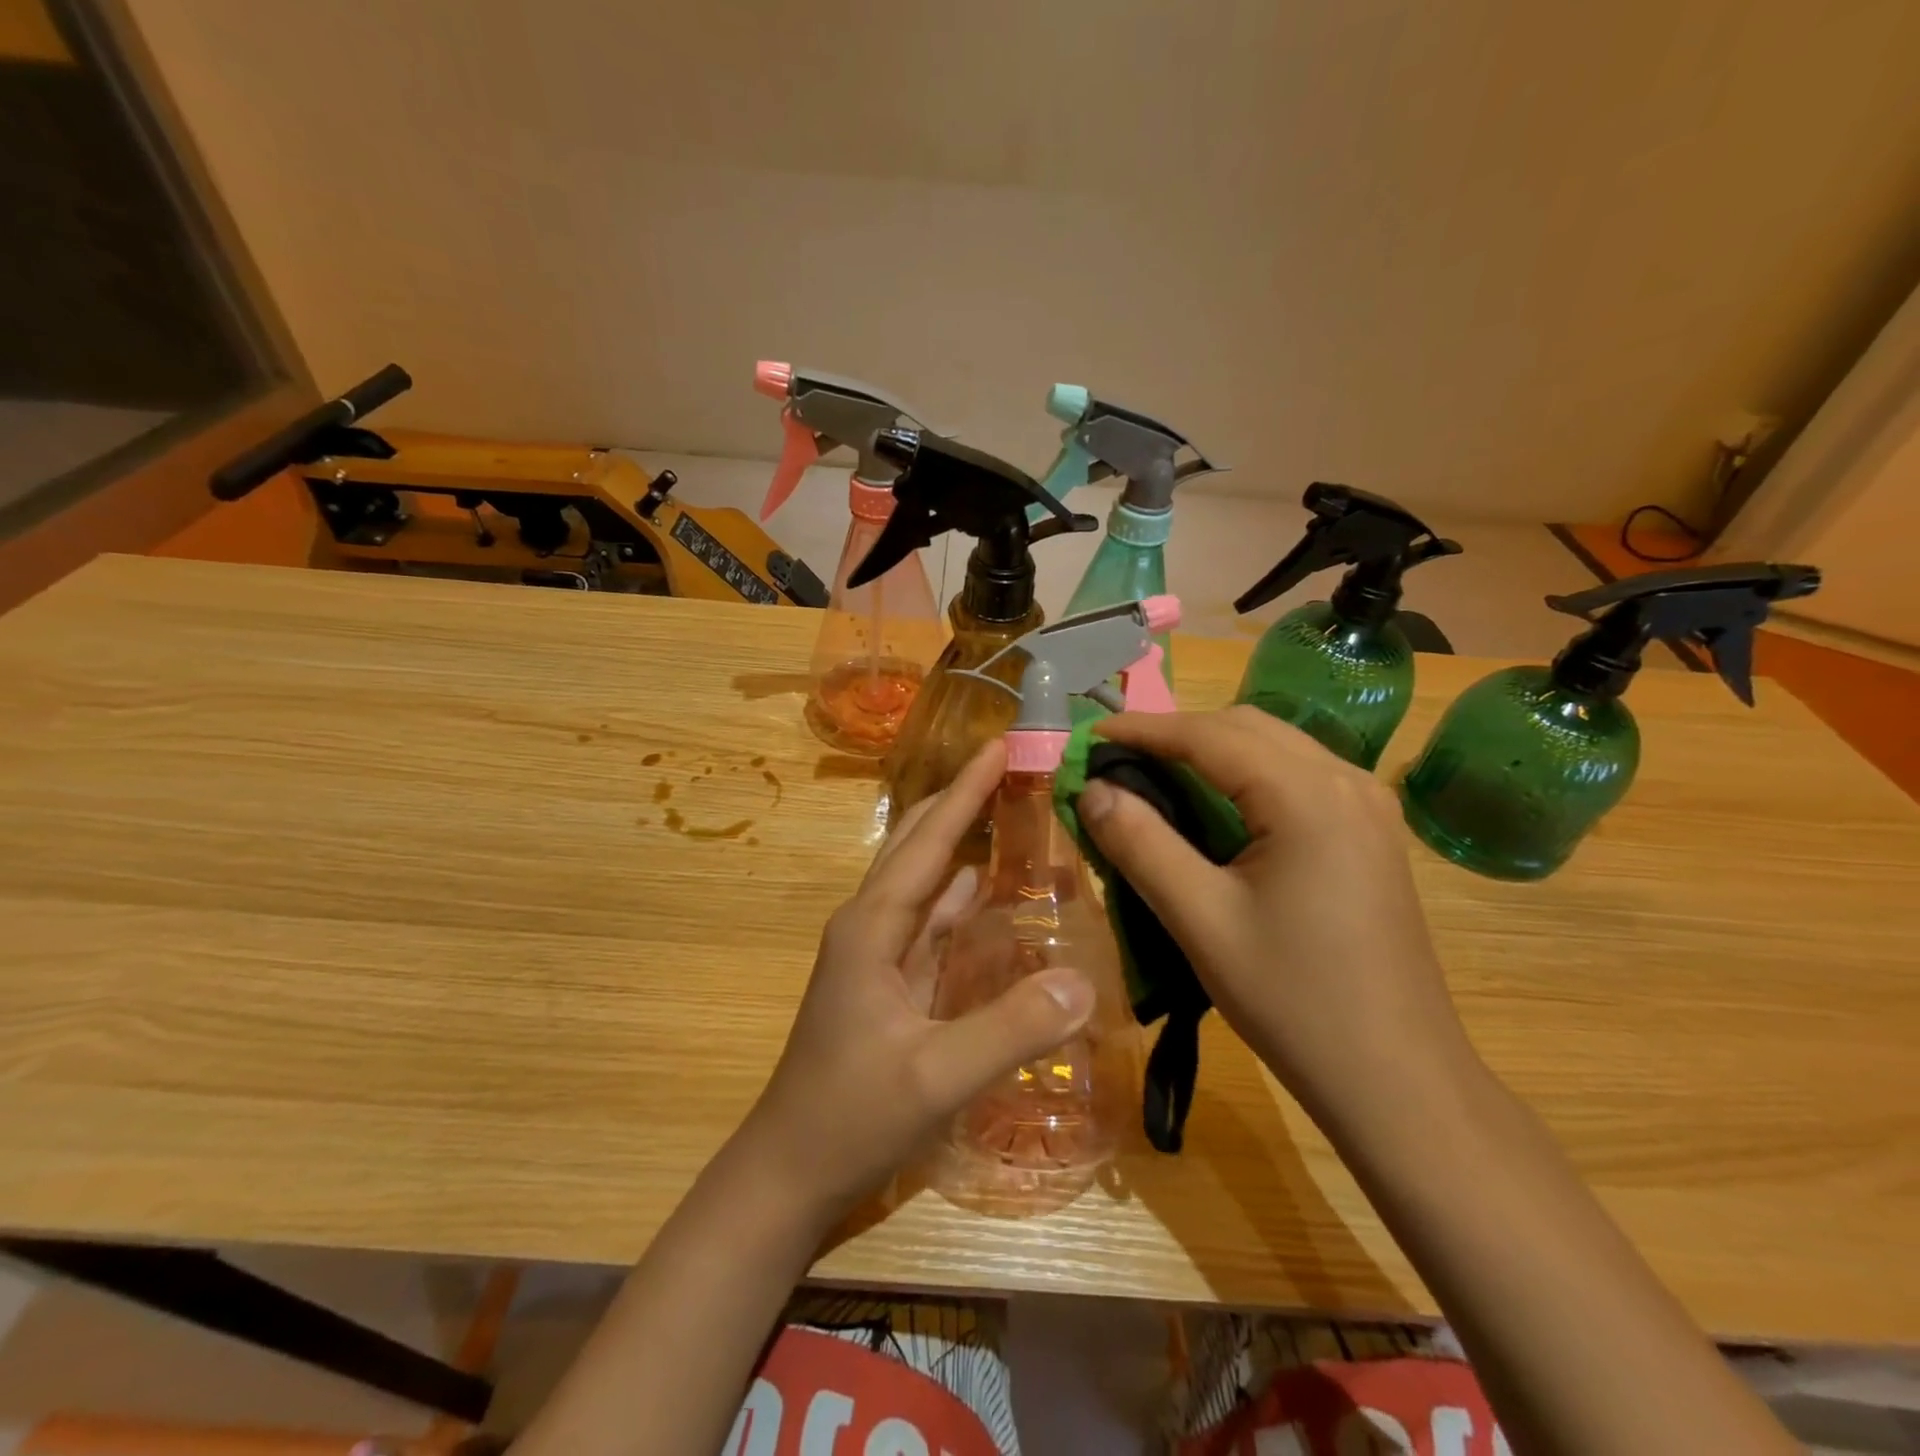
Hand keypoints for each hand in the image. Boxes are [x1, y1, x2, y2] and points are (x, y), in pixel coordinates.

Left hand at [737, 740, 1095, 1219]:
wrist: (789, 1172)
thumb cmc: (850, 1116)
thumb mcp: (935, 1077)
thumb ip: (1009, 1028)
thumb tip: (1082, 981)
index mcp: (872, 926)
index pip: (927, 840)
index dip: (966, 791)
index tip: (1000, 744)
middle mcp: (872, 925)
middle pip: (919, 845)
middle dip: (962, 802)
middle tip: (1014, 771)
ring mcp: (878, 954)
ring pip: (925, 881)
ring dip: (963, 845)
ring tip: (1013, 817)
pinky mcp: (890, 983)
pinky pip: (933, 924)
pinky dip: (963, 899)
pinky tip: (993, 894)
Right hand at [1078, 706, 1474, 1129]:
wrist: (1399, 1082)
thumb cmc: (1294, 1001)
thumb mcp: (1200, 921)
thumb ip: (1140, 844)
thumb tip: (1091, 789)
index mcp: (1307, 796)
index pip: (1208, 734)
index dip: (1141, 729)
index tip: (1087, 737)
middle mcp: (1346, 782)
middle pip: (1245, 727)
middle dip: (1175, 734)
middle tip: (1116, 762)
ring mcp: (1368, 806)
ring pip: (1274, 747)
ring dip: (1211, 751)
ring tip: (1155, 778)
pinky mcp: (1372, 834)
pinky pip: (1298, 776)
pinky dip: (1245, 775)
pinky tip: (1218, 809)